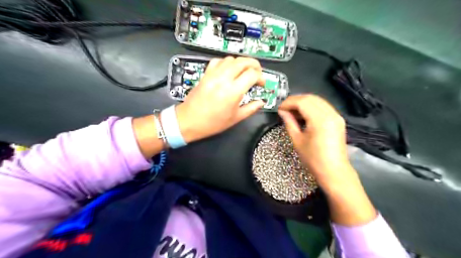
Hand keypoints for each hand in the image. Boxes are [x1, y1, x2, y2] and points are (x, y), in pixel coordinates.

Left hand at [175, 56, 264, 143]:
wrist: (190, 121)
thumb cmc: (212, 123)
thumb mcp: (235, 118)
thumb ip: (251, 108)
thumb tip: (261, 102)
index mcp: (233, 91)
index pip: (252, 74)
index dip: (261, 77)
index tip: (261, 84)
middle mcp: (224, 79)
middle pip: (243, 61)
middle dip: (254, 64)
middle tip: (257, 73)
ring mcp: (213, 75)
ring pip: (231, 59)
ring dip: (241, 63)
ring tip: (244, 72)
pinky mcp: (206, 74)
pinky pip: (218, 61)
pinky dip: (226, 63)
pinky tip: (228, 70)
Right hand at [280, 95, 375, 225]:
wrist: (333, 171)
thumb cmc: (313, 158)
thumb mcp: (297, 140)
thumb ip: (289, 122)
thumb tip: (282, 111)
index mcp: (320, 119)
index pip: (302, 102)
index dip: (289, 102)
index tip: (279, 108)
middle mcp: (330, 113)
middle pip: (310, 98)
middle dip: (295, 100)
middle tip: (284, 109)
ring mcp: (336, 115)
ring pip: (317, 100)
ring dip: (303, 102)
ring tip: (292, 111)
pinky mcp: (338, 119)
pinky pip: (323, 106)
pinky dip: (311, 107)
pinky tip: (304, 114)